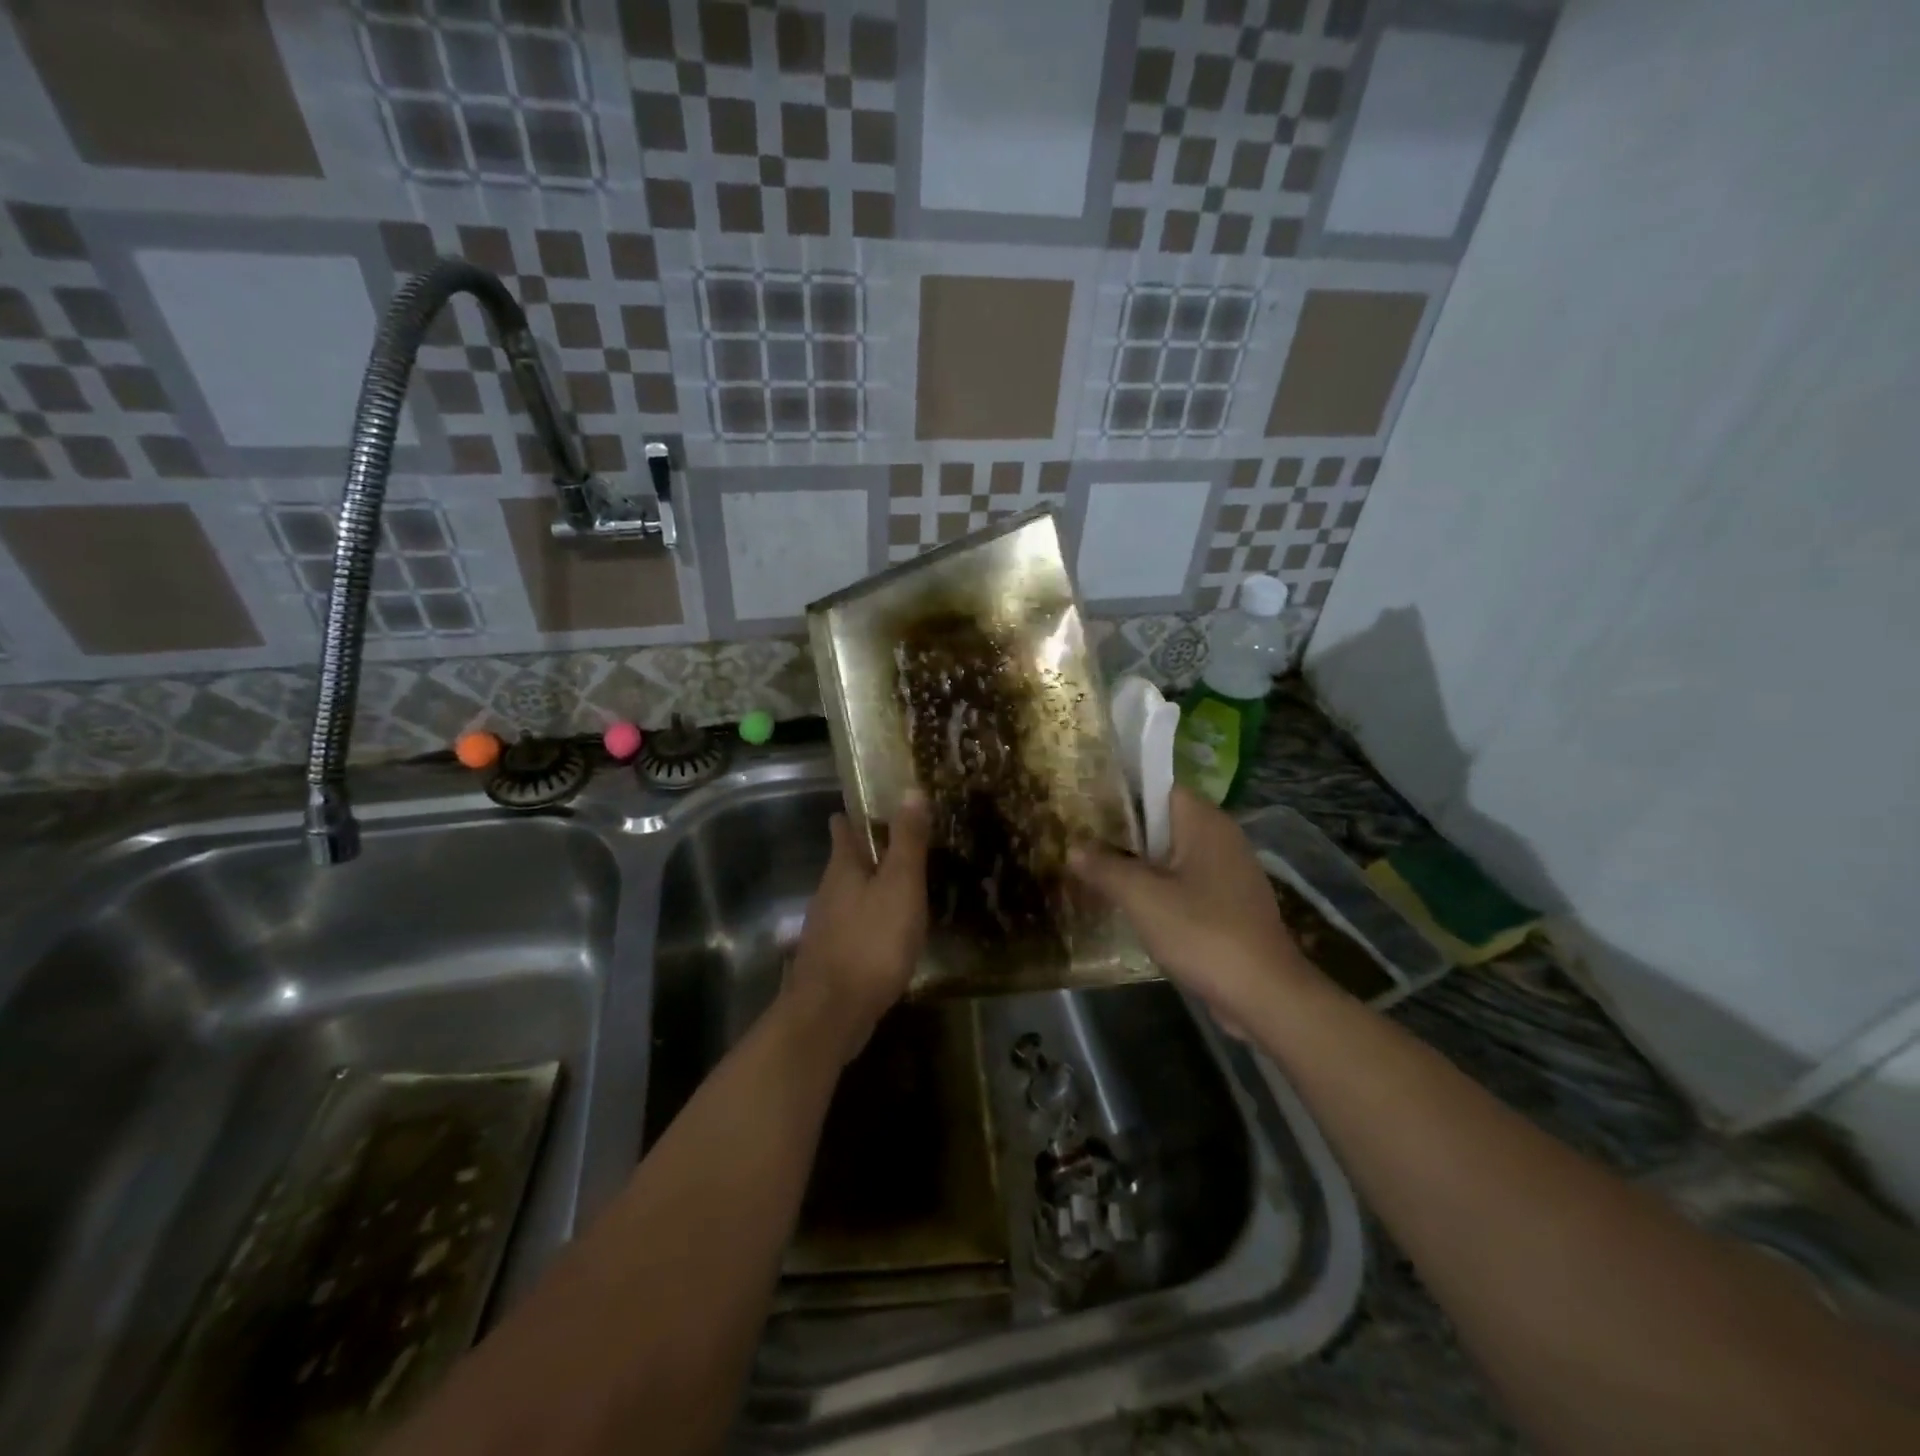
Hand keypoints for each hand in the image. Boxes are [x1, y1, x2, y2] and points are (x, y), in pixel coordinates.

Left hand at [787, 793, 931, 1060]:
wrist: (832, 1013)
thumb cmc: (871, 941)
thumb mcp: (900, 886)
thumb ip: (907, 841)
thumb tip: (911, 790)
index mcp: (843, 868)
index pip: (843, 828)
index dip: (854, 814)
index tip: (869, 805)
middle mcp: (827, 892)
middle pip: (845, 862)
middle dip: (867, 852)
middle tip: (899, 844)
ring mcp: (825, 927)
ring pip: (848, 896)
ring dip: (869, 887)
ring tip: (898, 886)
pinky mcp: (830, 958)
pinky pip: (852, 927)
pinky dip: (868, 920)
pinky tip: (886, 934)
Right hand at [1069, 787, 1312, 1032]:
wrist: (1264, 994)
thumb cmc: (1202, 932)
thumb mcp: (1142, 898)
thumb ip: (1104, 867)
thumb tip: (1073, 848)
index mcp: (1204, 821)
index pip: (1158, 786)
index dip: (1122, 791)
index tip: (1086, 804)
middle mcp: (1221, 836)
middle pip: (1164, 820)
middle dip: (1124, 830)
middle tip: (1080, 838)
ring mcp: (1229, 871)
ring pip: (1174, 853)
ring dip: (1140, 861)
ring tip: (1096, 869)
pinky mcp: (1230, 902)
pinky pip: (1187, 881)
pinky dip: (1160, 886)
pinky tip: (1132, 903)